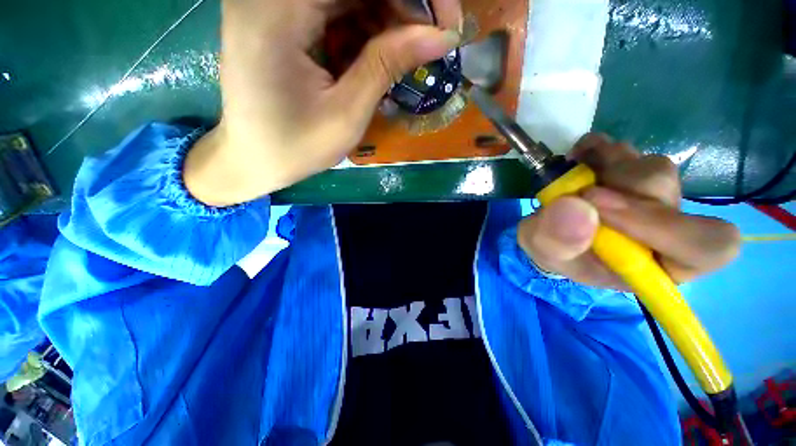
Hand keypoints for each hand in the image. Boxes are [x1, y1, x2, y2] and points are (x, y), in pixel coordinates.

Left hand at [185, 0, 462, 205]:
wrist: (253, 159)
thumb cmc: (296, 148)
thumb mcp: (347, 114)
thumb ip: (388, 65)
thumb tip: (441, 36)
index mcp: (278, 11)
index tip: (446, 22)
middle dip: (401, 7)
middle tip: (431, 41)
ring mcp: (272, 3)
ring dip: (385, 20)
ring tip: (405, 56)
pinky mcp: (280, 18)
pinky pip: (332, 10)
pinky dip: (362, 29)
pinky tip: (377, 56)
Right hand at [517, 133, 741, 289]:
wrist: (549, 234)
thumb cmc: (554, 253)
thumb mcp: (544, 254)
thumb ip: (555, 241)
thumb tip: (577, 207)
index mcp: (656, 263)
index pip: (705, 245)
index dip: (664, 225)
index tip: (599, 208)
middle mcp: (666, 228)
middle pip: (668, 192)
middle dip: (616, 187)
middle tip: (578, 191)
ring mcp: (652, 196)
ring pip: (651, 167)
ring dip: (605, 167)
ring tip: (573, 178)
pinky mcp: (631, 172)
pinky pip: (627, 150)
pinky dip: (597, 148)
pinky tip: (577, 159)